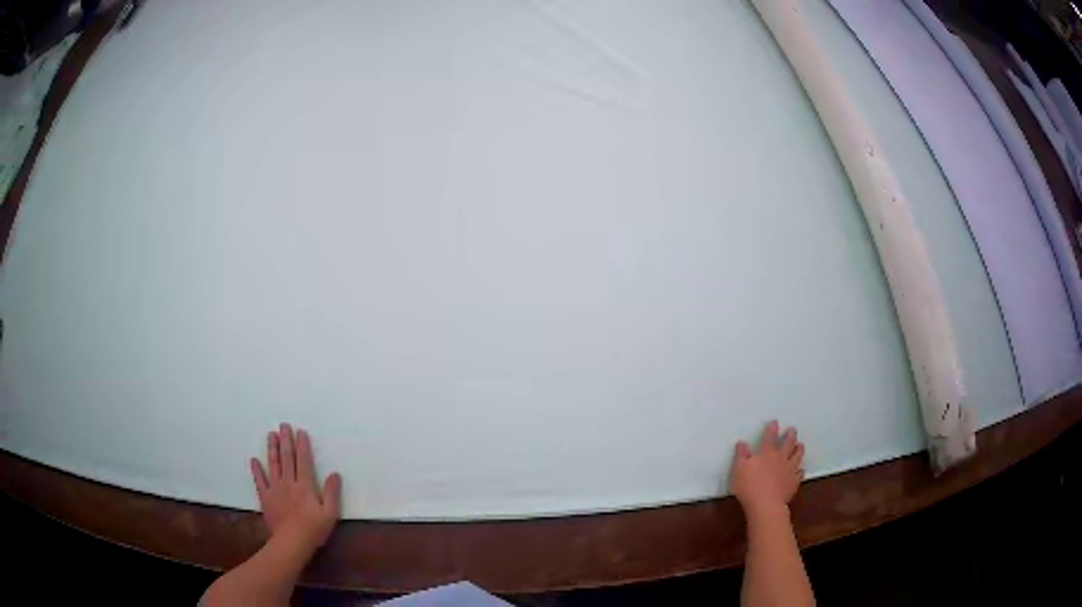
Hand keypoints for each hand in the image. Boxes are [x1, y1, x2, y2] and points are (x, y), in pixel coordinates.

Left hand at [251, 423, 341, 552]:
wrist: (291, 542)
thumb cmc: (313, 529)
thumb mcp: (330, 514)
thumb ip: (332, 493)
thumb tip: (335, 473)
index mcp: (305, 486)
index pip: (304, 461)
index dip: (302, 445)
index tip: (300, 432)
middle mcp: (289, 482)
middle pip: (287, 458)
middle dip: (286, 440)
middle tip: (283, 425)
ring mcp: (275, 489)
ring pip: (273, 464)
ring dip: (272, 449)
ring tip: (271, 435)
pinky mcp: (266, 497)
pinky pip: (260, 481)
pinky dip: (256, 470)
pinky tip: (254, 460)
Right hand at [729, 421, 804, 514]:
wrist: (766, 504)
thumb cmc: (749, 486)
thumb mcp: (738, 470)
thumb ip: (741, 455)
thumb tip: (741, 442)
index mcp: (766, 453)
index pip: (769, 437)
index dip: (772, 429)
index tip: (775, 422)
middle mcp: (780, 458)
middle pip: (788, 443)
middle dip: (790, 435)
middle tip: (792, 430)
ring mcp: (789, 470)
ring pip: (797, 456)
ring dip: (799, 449)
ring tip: (800, 445)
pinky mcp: (794, 482)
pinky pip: (799, 473)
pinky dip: (800, 470)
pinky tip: (800, 470)